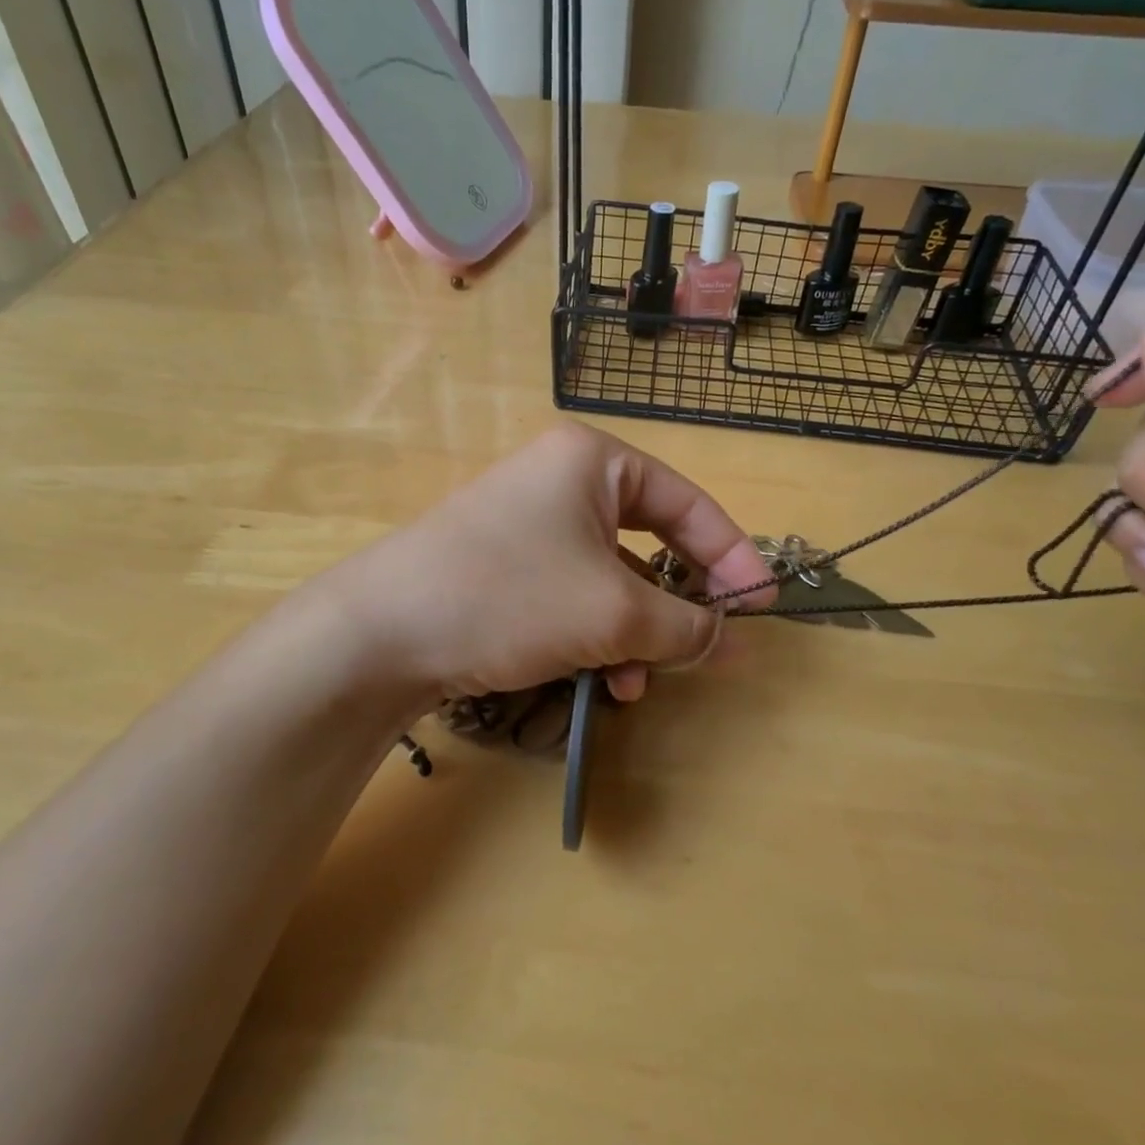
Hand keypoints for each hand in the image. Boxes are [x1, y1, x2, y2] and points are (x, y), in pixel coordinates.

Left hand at [319, 423, 773, 704]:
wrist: (380, 633)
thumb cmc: (511, 596)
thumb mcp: (613, 613)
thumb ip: (685, 625)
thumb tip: (733, 640)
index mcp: (593, 461)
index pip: (687, 503)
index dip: (732, 555)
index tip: (764, 604)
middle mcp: (560, 480)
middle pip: (648, 541)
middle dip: (676, 605)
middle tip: (711, 650)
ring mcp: (526, 522)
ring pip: (608, 578)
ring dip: (632, 633)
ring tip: (637, 683)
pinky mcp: (501, 564)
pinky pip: (570, 594)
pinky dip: (592, 635)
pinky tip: (599, 680)